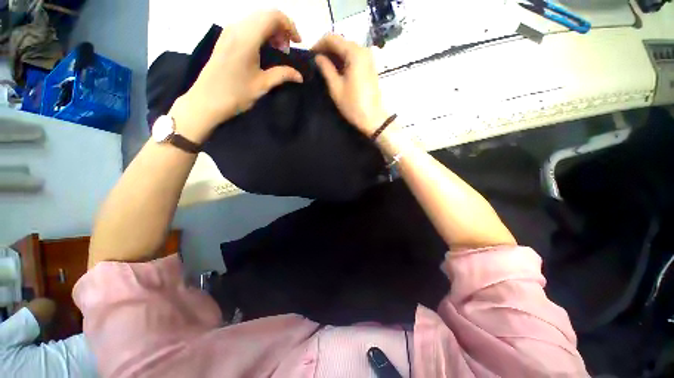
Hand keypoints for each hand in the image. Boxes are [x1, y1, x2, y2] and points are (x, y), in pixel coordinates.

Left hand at [170, 11, 303, 142]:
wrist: (206, 100)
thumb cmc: (236, 94)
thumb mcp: (262, 85)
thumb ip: (283, 75)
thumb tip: (299, 76)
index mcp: (247, 37)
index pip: (273, 16)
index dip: (290, 26)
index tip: (298, 44)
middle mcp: (237, 28)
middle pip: (265, 15)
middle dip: (282, 28)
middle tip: (288, 49)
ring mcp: (229, 31)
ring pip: (256, 19)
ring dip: (271, 31)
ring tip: (279, 50)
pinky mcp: (225, 38)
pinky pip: (247, 27)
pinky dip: (261, 33)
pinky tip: (265, 49)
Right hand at [312, 34, 387, 135]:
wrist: (372, 118)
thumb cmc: (353, 105)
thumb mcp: (336, 87)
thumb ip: (326, 68)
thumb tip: (318, 57)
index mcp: (354, 53)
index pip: (332, 38)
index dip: (318, 44)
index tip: (310, 55)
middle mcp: (363, 50)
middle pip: (341, 42)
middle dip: (327, 49)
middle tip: (316, 62)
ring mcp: (368, 58)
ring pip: (347, 49)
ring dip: (335, 55)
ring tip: (324, 67)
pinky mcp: (370, 66)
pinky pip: (354, 57)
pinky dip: (343, 60)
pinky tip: (336, 70)